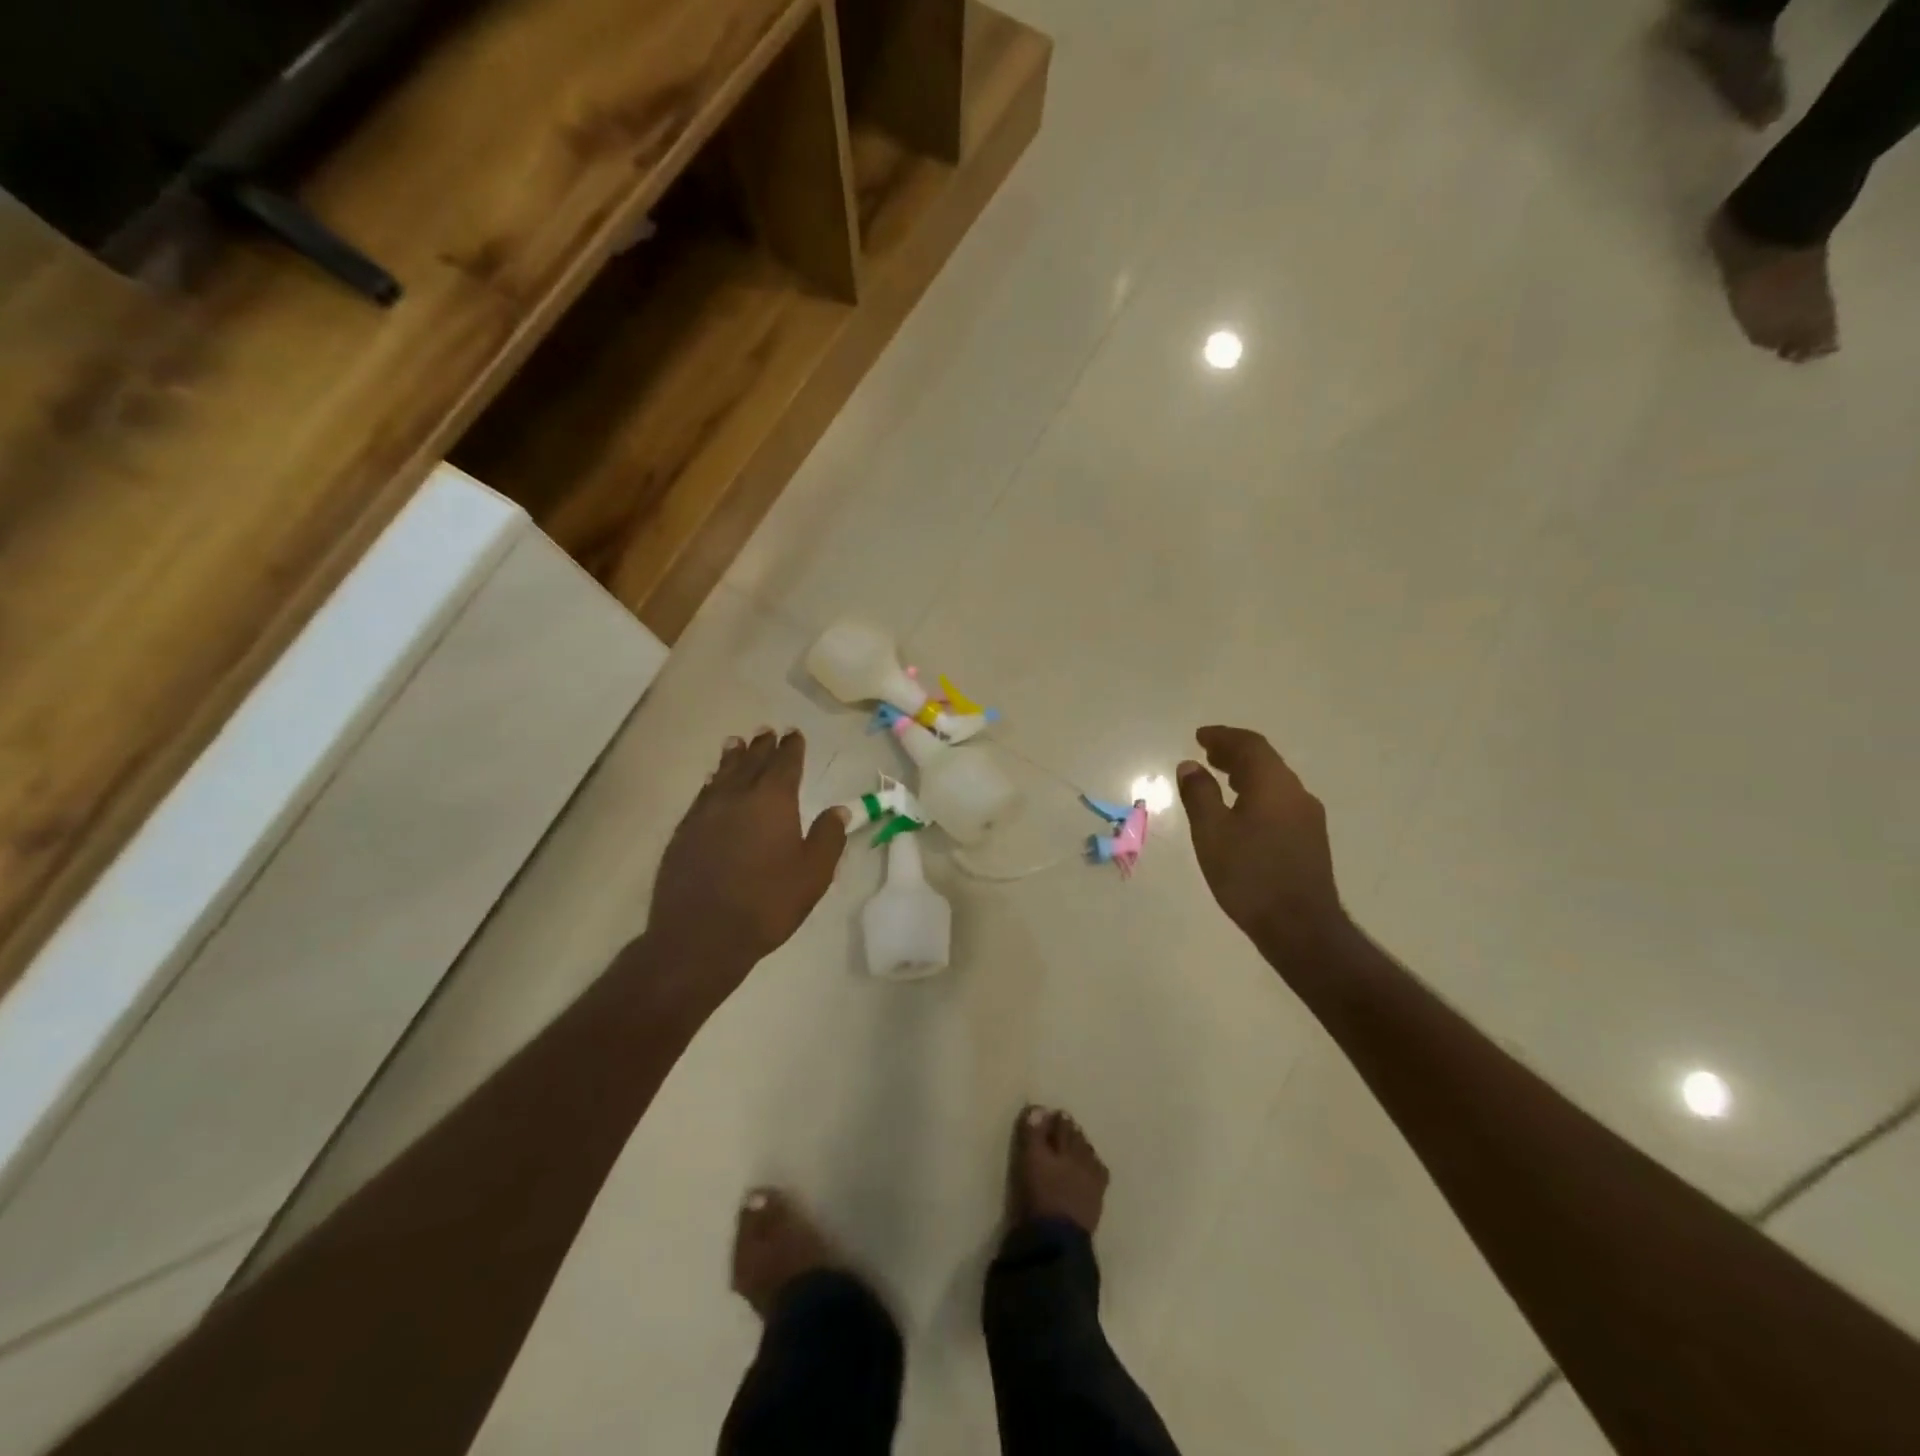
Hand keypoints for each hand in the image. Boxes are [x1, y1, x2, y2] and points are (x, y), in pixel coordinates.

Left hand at [647, 730, 848, 982]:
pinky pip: (702, 795)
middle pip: (751, 762)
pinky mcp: (683, 832)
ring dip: (733, 757)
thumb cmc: (766, 904)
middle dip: (762, 746)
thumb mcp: (813, 875)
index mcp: (773, 801)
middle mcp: (737, 797)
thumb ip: (828, 838)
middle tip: (767, 731)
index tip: (794, 733)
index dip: (792, 748)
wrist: (700, 935)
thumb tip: (838, 810)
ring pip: (722, 774)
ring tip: (736, 742)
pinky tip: (712, 783)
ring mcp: (705, 813)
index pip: (785, 764)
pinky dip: (712, 782)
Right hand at [1177, 726, 1349, 966]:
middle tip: (1207, 754)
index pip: (1249, 745)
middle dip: (1234, 753)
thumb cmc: (1249, 875)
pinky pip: (1280, 802)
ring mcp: (1308, 818)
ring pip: (1274, 782)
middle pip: (1265, 761)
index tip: (1200, 736)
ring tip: (1220, 779)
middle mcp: (1296, 793)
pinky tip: (1241, 812)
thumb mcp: (1211, 832)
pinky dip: (1257, 794)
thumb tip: (1190, 766)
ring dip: (1246, 774)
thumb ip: (1200, 794)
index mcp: (1273, 785)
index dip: (1223, 737)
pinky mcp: (1310, 840)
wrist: (1300, 927)